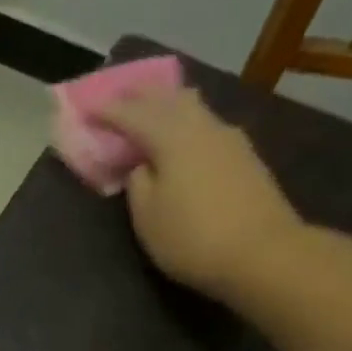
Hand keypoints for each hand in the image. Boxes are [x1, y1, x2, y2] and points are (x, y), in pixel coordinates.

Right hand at [101, 87, 303, 303]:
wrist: (264, 254)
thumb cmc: (193, 238)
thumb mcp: (147, 217)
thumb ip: (138, 184)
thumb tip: (143, 165)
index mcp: (170, 136)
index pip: (131, 113)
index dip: (107, 110)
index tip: (86, 109)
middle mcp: (201, 126)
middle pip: (168, 98)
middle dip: (141, 96)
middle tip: (120, 96)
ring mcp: (229, 139)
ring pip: (193, 108)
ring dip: (168, 105)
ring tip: (153, 109)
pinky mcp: (246, 158)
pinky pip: (207, 128)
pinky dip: (187, 125)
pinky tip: (184, 137)